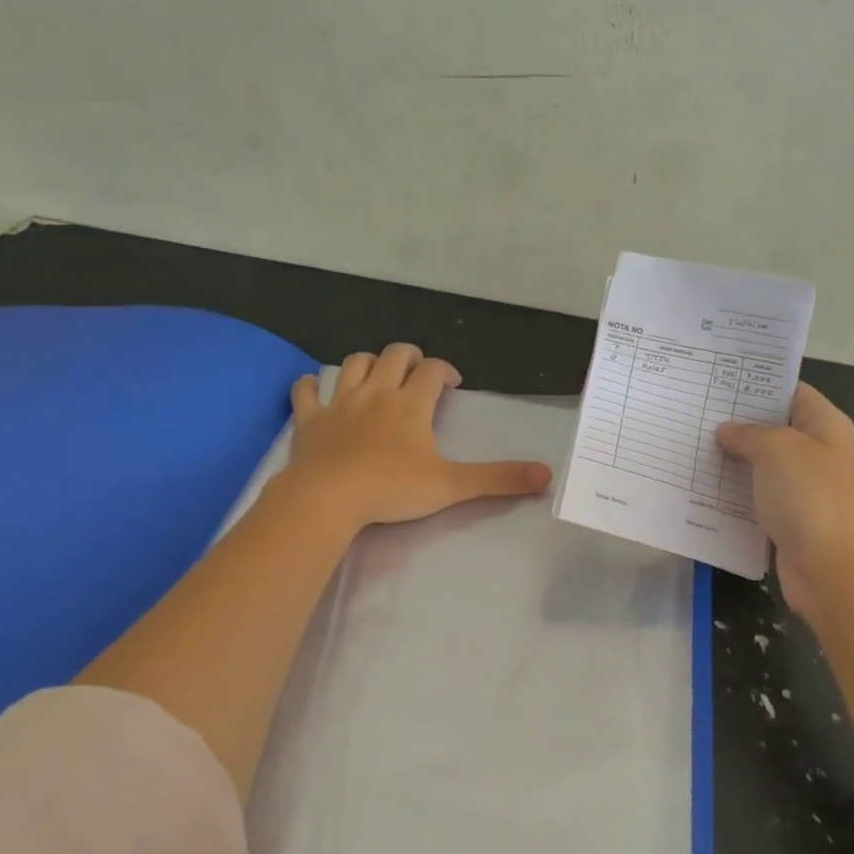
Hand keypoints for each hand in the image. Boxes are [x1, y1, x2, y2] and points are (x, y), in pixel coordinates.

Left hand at [283, 343, 551, 529]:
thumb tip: (546, 475)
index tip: (453, 384)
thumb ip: (498, 479)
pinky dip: (311, 385)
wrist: (329, 497)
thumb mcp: (452, 485)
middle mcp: (377, 392)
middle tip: (418, 370)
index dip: (446, 371)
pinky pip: (306, 391)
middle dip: (409, 356)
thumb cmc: (393, 488)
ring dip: (367, 362)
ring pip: (353, 364)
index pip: (434, 371)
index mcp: (411, 404)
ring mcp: (340, 403)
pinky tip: (316, 387)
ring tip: (376, 373)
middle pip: (394, 356)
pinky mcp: (310, 420)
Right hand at [715, 383, 853, 622]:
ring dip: (729, 460)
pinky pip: (754, 497)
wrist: (829, 569)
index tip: (717, 382)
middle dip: (736, 423)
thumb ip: (749, 433)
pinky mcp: (786, 518)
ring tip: (689, 447)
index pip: (791, 391)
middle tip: (694, 414)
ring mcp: (801, 488)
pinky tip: (700, 487)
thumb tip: (726, 431)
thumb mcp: (777, 450)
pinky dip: (731, 493)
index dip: (757, 385)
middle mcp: (815, 452)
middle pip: (772, 428)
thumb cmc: (809, 498)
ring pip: (759, 465)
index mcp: (824, 426)